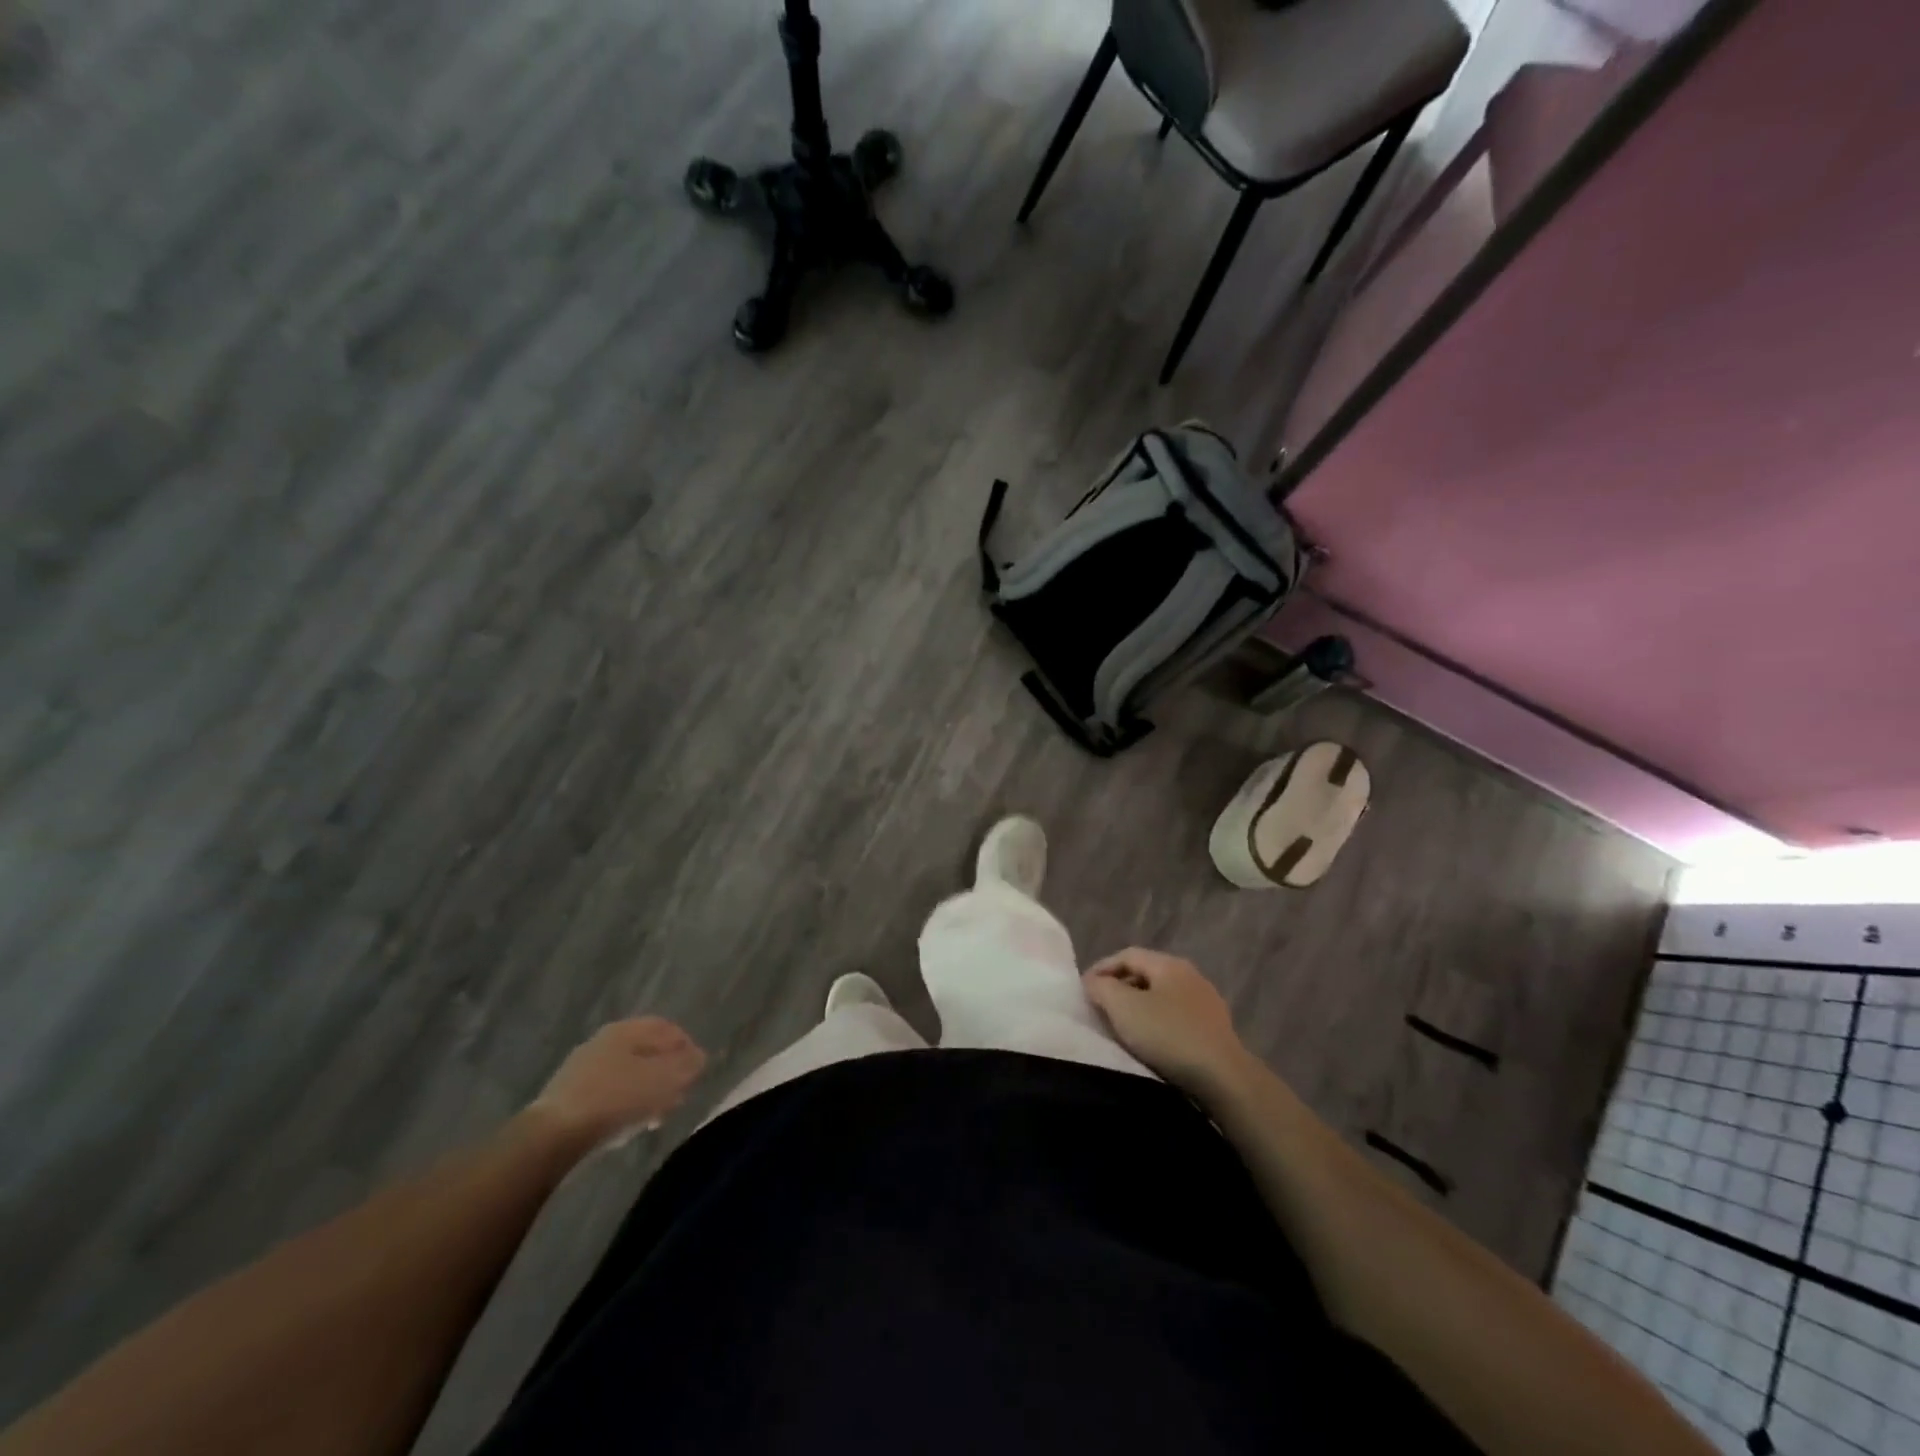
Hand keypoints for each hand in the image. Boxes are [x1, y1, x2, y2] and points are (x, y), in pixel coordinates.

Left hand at [527, 1018, 706, 1151]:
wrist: (553, 1136)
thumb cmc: (616, 1099)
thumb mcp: (665, 1080)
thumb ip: (688, 1065)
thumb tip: (700, 1056)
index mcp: (627, 1029)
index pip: (668, 1028)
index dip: (687, 1048)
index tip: (696, 1073)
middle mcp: (604, 1040)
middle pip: (647, 1050)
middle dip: (667, 1072)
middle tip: (678, 1095)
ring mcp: (584, 1067)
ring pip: (628, 1072)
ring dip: (646, 1090)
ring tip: (655, 1115)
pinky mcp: (570, 1094)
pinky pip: (609, 1092)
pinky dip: (624, 1103)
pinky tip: (627, 1124)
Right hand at [1084, 948, 1248, 1094]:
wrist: (1223, 1078)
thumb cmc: (1168, 1035)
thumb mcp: (1124, 1008)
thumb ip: (1103, 988)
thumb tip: (1094, 982)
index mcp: (1169, 964)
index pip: (1127, 955)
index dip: (1102, 968)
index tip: (1084, 989)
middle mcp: (1191, 975)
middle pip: (1146, 973)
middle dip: (1120, 987)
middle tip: (1100, 1007)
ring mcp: (1206, 1002)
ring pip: (1162, 996)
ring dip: (1139, 1007)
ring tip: (1122, 1026)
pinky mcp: (1215, 1029)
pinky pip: (1177, 1017)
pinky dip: (1158, 1023)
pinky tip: (1151, 1042)